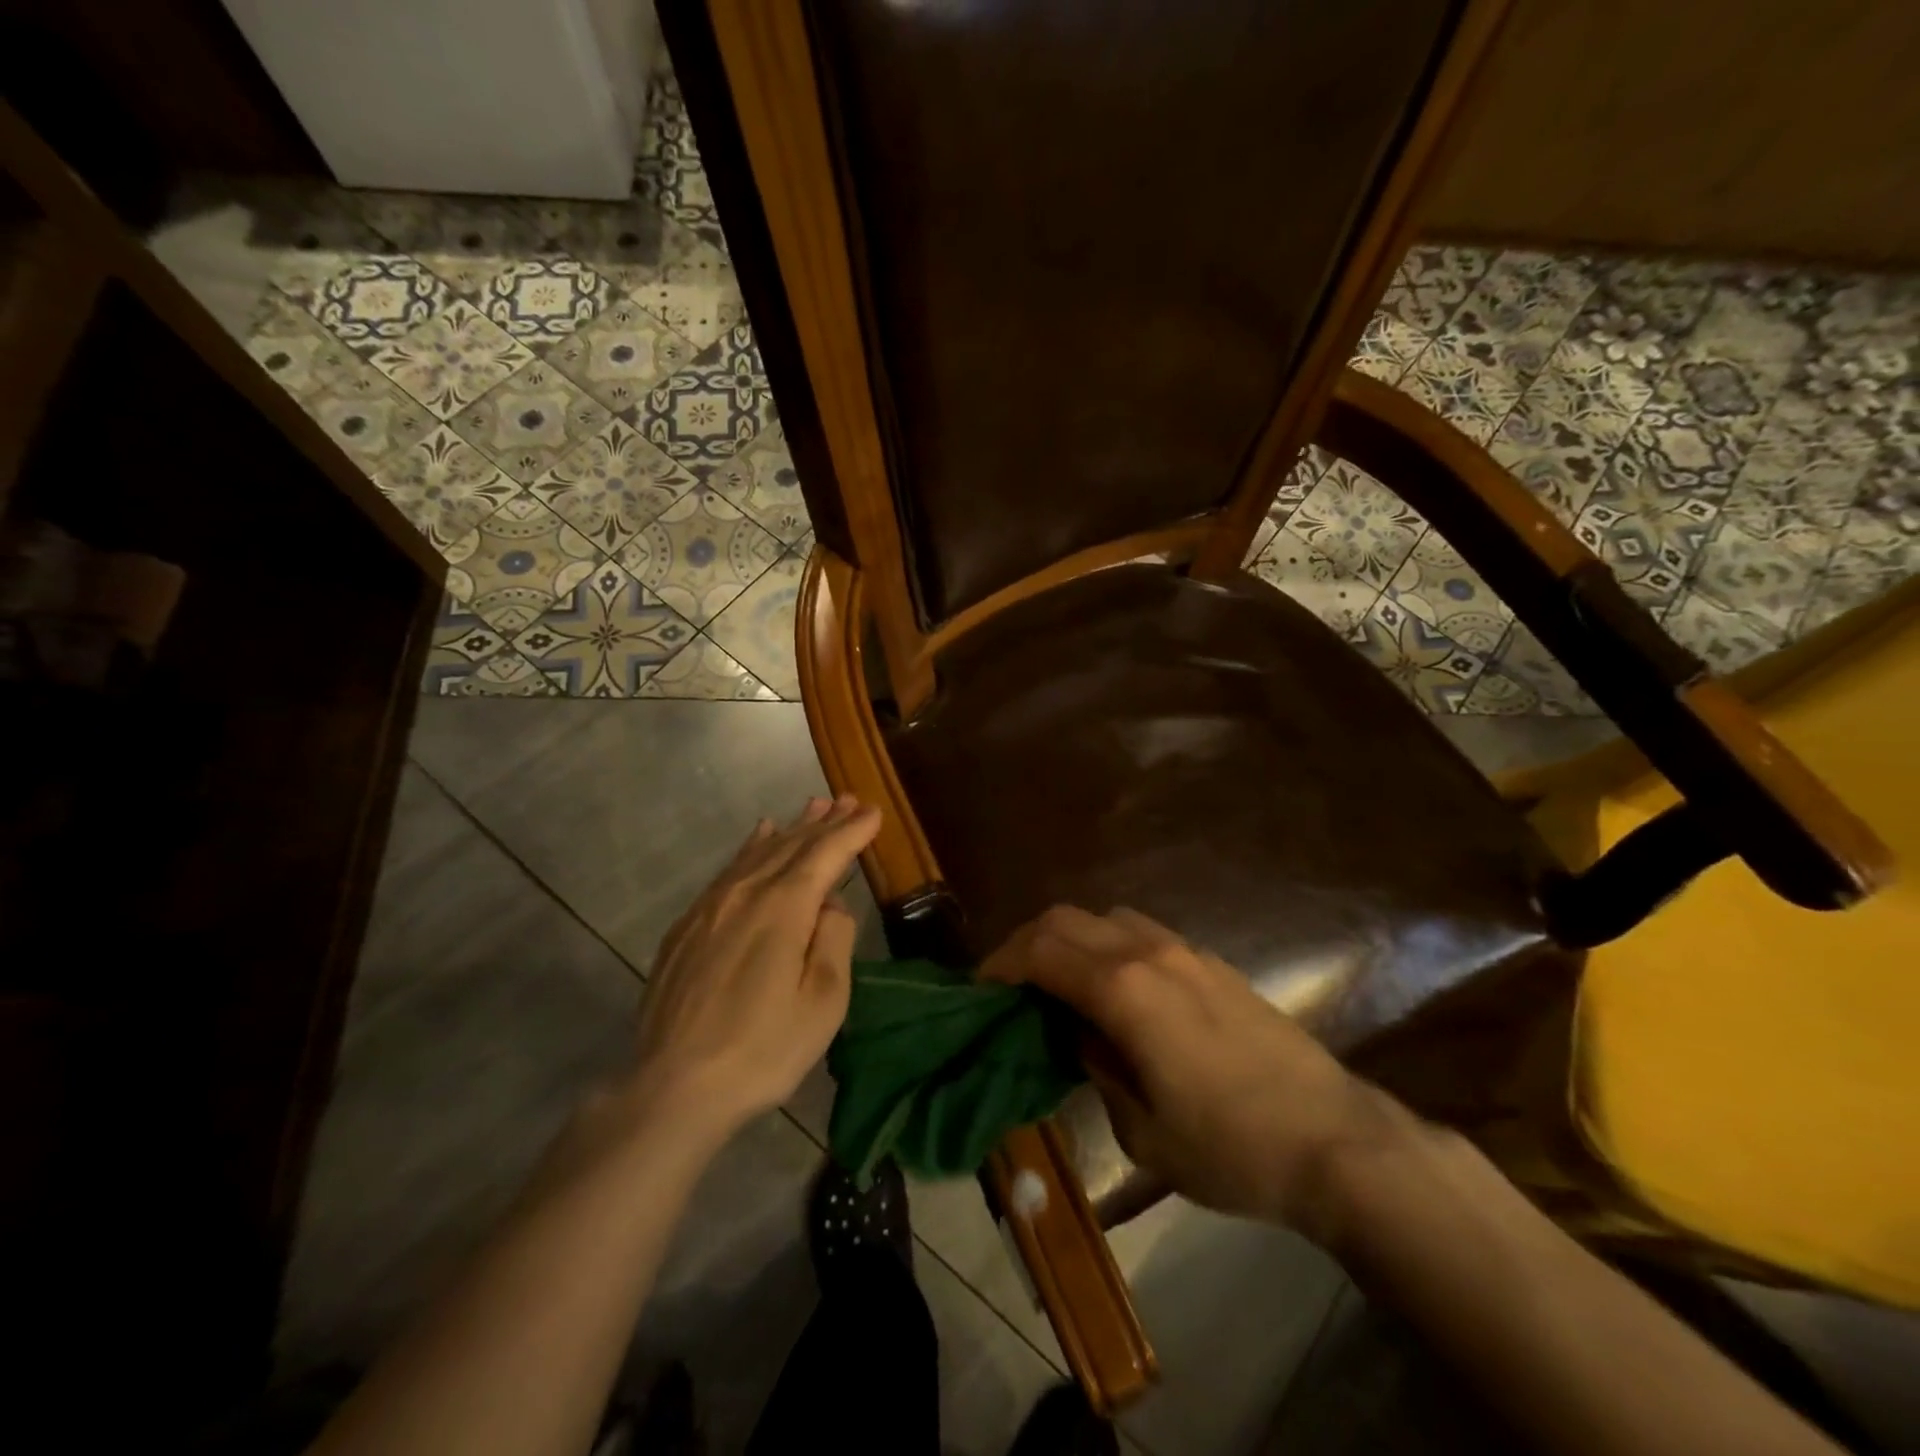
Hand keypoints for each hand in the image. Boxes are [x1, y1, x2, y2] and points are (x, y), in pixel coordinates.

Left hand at [628, 795, 879, 1143]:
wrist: (673, 1087)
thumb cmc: (762, 1049)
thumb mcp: (822, 1001)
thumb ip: (833, 940)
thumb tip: (830, 906)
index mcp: (783, 907)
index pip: (825, 854)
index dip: (852, 832)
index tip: (874, 813)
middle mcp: (745, 892)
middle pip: (792, 845)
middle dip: (825, 822)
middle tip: (849, 800)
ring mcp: (710, 907)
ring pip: (758, 852)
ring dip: (791, 828)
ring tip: (813, 807)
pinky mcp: (687, 926)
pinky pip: (728, 870)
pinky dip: (751, 847)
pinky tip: (759, 836)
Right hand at [981, 906, 1409, 1237]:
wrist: (1335, 1140)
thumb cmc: (1230, 1147)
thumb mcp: (1141, 1128)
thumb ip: (1095, 1065)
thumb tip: (1074, 1032)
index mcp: (1123, 988)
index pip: (1040, 952)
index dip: (1000, 965)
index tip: (979, 990)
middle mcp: (1148, 951)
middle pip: (1066, 919)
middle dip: (1026, 943)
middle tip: (1009, 984)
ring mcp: (1185, 950)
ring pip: (1105, 917)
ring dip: (1069, 939)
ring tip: (1058, 982)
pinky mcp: (1211, 962)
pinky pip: (1141, 931)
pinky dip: (1107, 945)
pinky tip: (1114, 988)